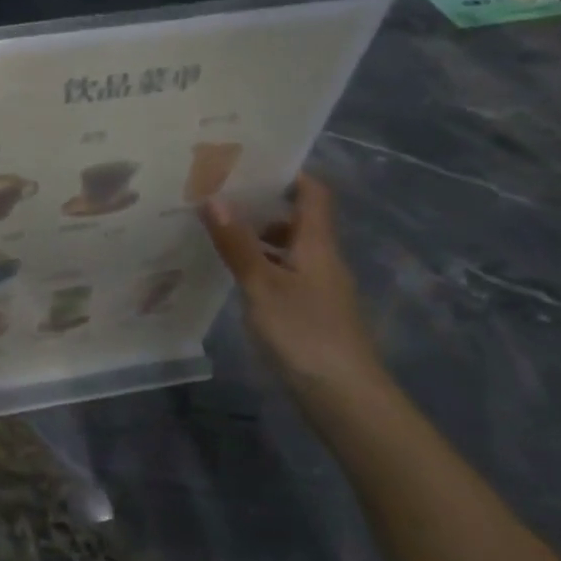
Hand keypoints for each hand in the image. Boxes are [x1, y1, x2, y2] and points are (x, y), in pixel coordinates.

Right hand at [199, 175, 386, 405]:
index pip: (313, 193)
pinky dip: (260, 266)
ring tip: (215, 229)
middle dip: (261, 203)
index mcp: (317, 244)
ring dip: (257, 236)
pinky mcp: (311, 313)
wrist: (346, 400)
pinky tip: (233, 274)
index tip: (250, 161)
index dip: (288, 173)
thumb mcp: (262, 285)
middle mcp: (322, 259)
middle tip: (217, 192)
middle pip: (297, 219)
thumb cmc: (305, 333)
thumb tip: (213, 198)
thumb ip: (237, 243)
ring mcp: (319, 288)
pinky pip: (284, 274)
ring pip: (288, 248)